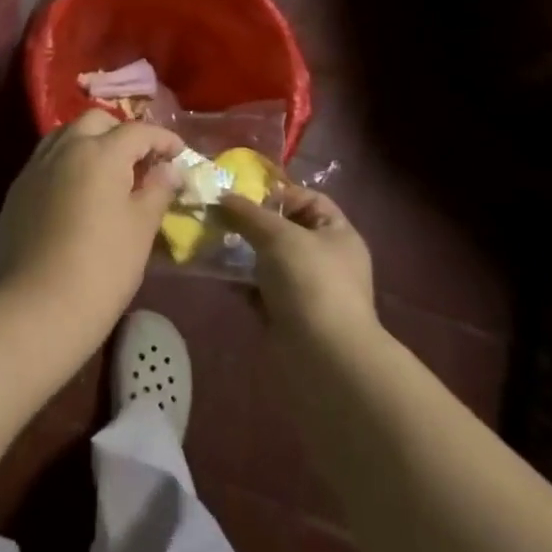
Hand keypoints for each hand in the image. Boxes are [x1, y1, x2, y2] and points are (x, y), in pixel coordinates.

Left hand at [0, 110, 181, 336]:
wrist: (40, 305)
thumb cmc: (103, 265)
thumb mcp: (142, 227)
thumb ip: (157, 189)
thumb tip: (168, 169)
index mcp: (101, 151)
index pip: (138, 131)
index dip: (163, 139)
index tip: (179, 153)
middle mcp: (65, 147)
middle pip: (96, 120)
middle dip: (121, 132)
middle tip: (139, 160)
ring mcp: (36, 166)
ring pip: (66, 134)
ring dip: (90, 142)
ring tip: (106, 171)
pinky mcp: (18, 189)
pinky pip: (46, 160)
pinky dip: (66, 163)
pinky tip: (75, 192)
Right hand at [221, 183, 376, 341]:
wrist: (323, 357)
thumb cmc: (309, 281)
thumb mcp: (277, 234)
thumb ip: (247, 213)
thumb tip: (222, 198)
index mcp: (337, 234)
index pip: (308, 199)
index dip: (278, 194)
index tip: (245, 198)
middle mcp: (326, 259)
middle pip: (285, 229)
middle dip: (253, 224)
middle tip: (221, 218)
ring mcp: (308, 290)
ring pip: (269, 260)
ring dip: (243, 252)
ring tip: (214, 243)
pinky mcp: (288, 316)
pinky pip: (261, 289)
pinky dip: (242, 282)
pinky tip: (219, 274)